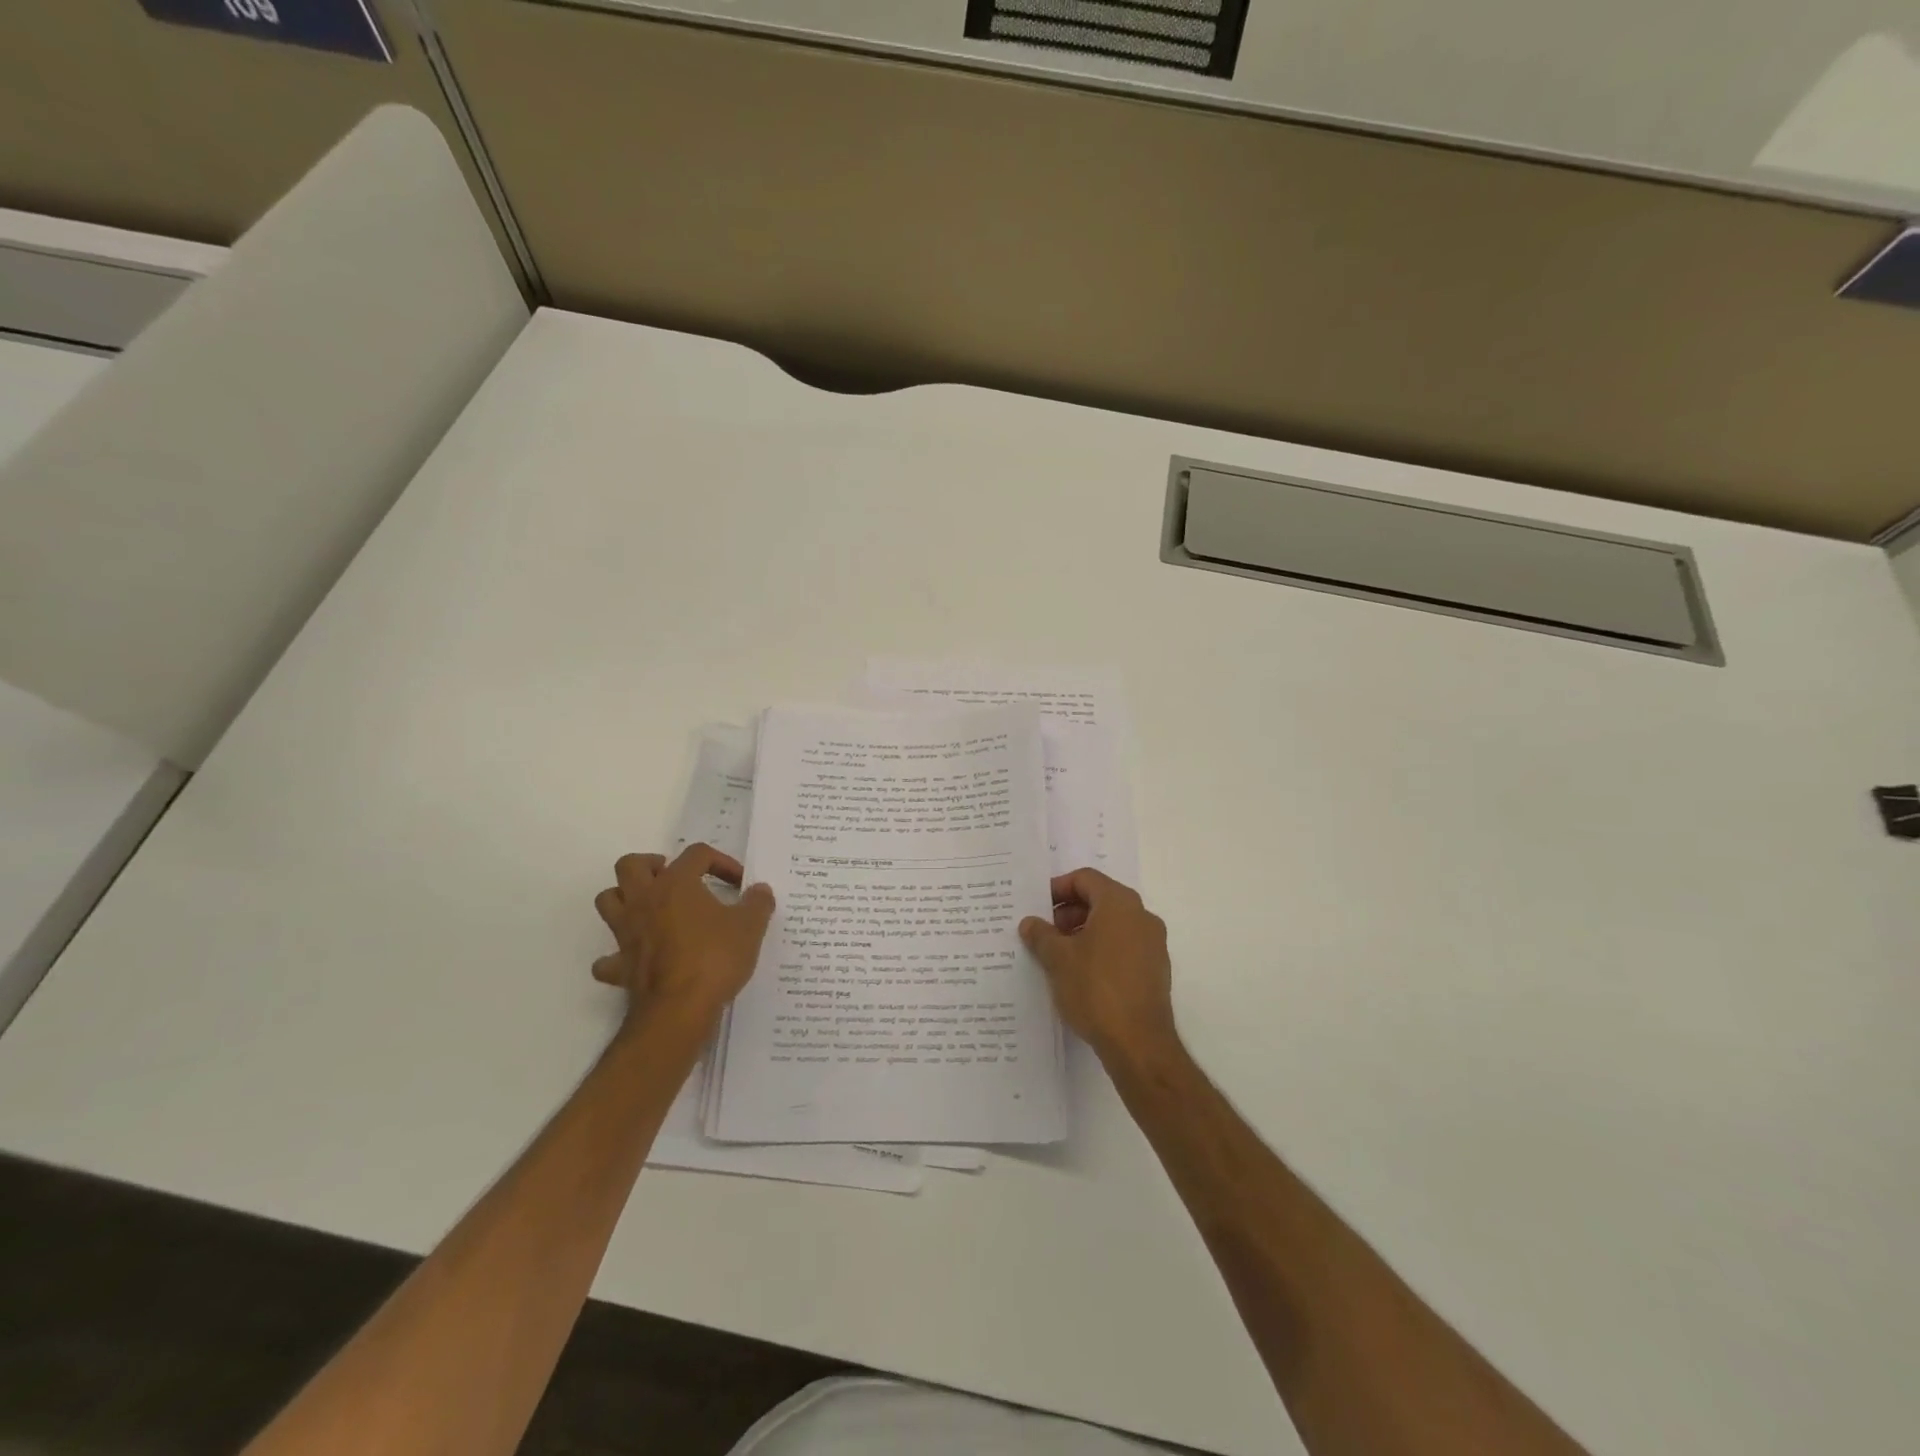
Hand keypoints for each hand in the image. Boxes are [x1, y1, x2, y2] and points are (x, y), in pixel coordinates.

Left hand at [592, 844, 774, 1028]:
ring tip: (651, 907)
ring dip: (625, 898)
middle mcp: (645, 901)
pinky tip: (636, 959)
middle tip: (674, 878)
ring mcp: (626, 933)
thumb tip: (760, 890)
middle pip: (631, 865)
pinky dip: (617, 956)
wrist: (680, 1008)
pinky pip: (608, 958)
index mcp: (676, 883)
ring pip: (608, 900)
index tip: (739, 884)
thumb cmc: (715, 958)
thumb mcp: (750, 927)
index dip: (721, 862)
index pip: (696, 854)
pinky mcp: (620, 966)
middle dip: (651, 865)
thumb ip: (757, 903)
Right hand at [1019, 868, 1177, 1068]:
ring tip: (1059, 955)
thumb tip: (1030, 923)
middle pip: (1100, 899)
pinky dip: (1102, 950)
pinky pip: (1124, 947)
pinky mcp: (1156, 970)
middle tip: (1045, 933)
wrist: (1139, 1043)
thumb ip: (1041, 935)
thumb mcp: (1058, 959)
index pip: (1085, 879)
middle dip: (1069, 912)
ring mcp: (1153, 944)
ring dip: (1084, 932)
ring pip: (1113, 925)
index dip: (1058, 888)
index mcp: (1119, 903)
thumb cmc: (1095, 989)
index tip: (1038, 907)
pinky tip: (1081, 974)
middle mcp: (1142, 916)